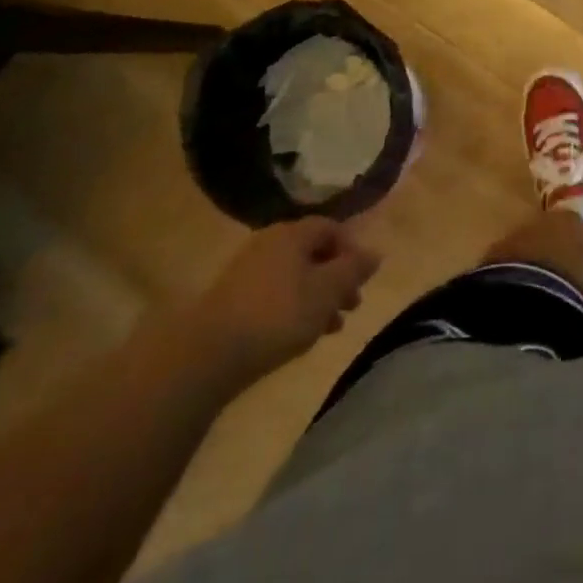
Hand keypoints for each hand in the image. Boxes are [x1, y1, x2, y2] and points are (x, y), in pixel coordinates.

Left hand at [186, 218, 380, 382]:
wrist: (207, 354)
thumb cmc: (277, 314)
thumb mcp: (326, 291)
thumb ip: (354, 270)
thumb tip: (375, 253)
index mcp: (293, 233)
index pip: (332, 228)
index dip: (352, 250)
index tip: (363, 279)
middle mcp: (270, 243)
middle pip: (313, 253)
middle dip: (337, 278)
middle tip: (352, 306)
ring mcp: (248, 271)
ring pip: (295, 277)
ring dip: (318, 298)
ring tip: (331, 328)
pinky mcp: (233, 299)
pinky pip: (275, 294)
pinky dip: (294, 308)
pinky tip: (299, 336)